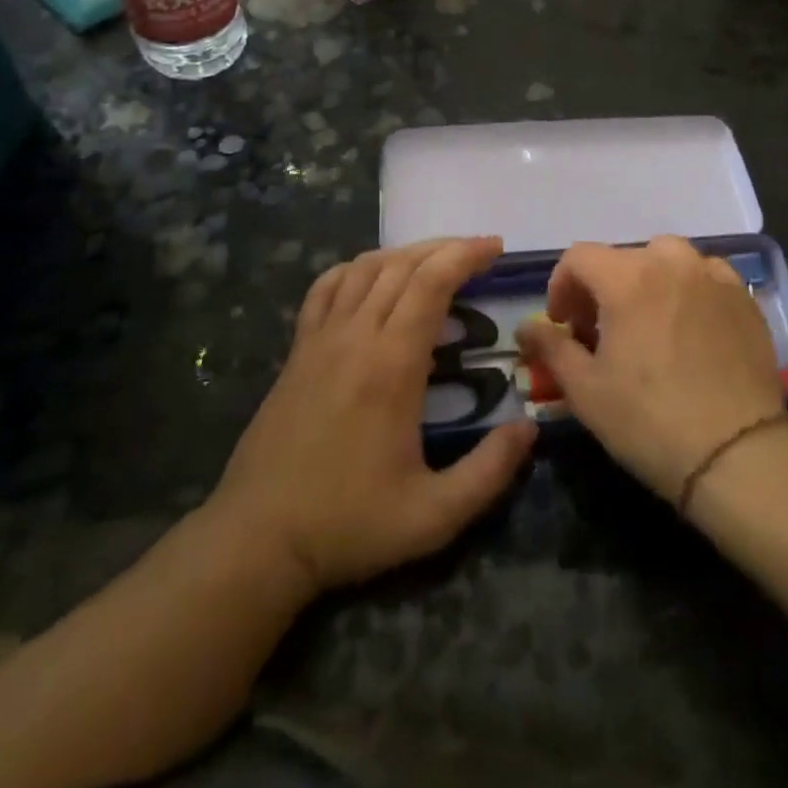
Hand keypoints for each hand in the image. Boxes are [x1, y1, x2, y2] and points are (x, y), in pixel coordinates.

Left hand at [208, 237, 535, 596]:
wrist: (257, 539)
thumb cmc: (349, 524)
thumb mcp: (434, 516)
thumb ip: (489, 471)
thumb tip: (529, 427)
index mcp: (392, 365)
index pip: (432, 283)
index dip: (466, 255)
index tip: (495, 247)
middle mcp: (356, 336)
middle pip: (402, 265)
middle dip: (445, 248)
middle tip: (479, 251)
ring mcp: (320, 339)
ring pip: (365, 268)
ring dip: (405, 253)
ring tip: (435, 259)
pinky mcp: (297, 351)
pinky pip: (326, 288)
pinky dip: (355, 269)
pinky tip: (371, 276)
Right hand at [516, 236, 783, 502]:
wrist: (738, 454)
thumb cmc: (650, 420)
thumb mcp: (585, 390)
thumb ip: (551, 348)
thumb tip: (525, 327)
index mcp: (628, 278)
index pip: (580, 257)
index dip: (561, 286)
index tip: (562, 325)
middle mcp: (672, 263)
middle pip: (623, 257)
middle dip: (602, 288)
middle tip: (600, 332)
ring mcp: (714, 277)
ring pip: (668, 259)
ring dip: (647, 281)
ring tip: (647, 324)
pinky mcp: (744, 299)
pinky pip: (706, 276)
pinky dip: (688, 289)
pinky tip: (689, 328)